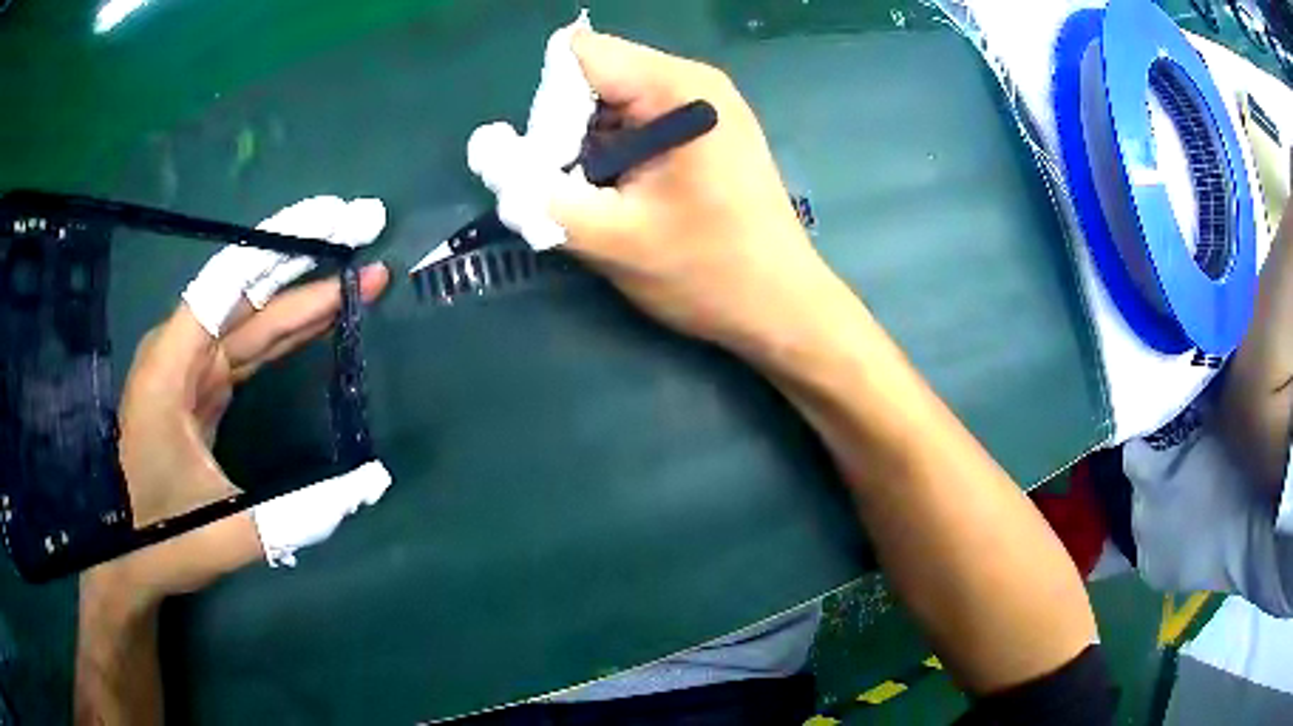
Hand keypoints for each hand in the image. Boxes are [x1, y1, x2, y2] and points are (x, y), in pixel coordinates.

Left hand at [105, 196, 391, 603]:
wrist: (127, 560)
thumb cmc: (160, 541)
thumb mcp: (224, 536)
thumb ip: (295, 515)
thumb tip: (371, 483)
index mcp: (169, 370)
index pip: (226, 284)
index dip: (281, 245)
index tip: (335, 219)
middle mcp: (177, 355)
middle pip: (245, 295)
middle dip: (307, 267)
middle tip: (364, 241)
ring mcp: (187, 371)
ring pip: (249, 321)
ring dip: (302, 301)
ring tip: (358, 283)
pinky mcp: (198, 391)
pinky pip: (244, 350)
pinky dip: (283, 335)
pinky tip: (316, 325)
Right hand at [550, 32, 851, 358]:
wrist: (781, 307)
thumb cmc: (709, 274)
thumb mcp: (612, 238)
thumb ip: (538, 194)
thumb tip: (485, 152)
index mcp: (678, 89)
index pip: (579, 56)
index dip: (548, 104)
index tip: (551, 161)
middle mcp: (690, 82)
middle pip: (593, 76)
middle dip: (564, 129)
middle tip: (577, 188)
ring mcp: (700, 104)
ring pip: (608, 102)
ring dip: (587, 146)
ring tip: (604, 199)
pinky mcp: (701, 129)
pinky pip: (633, 121)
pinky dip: (612, 154)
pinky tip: (625, 195)